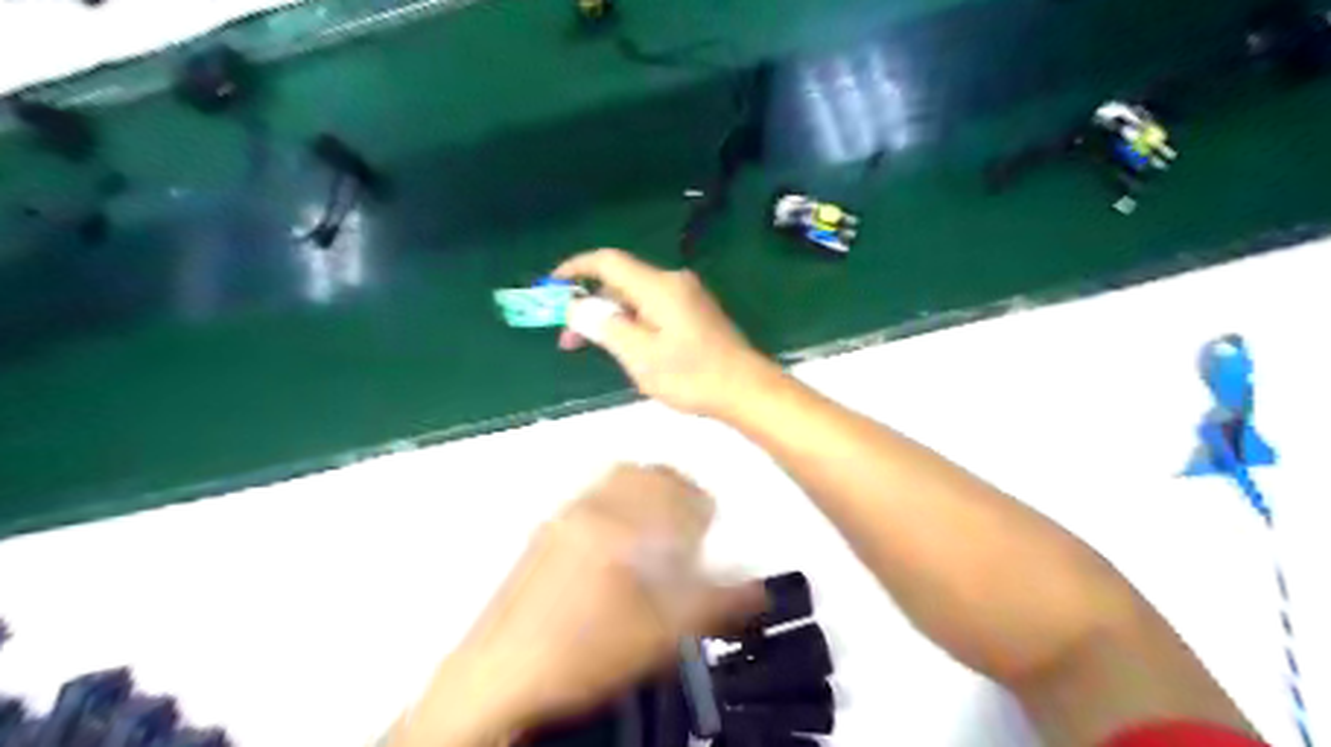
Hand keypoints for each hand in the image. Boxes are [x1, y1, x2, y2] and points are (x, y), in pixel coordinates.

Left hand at [392, 465, 757, 744]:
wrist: (501, 674)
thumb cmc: (580, 654)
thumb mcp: (660, 633)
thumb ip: (714, 602)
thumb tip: (755, 588)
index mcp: (621, 526)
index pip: (677, 493)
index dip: (703, 507)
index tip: (711, 523)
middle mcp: (590, 508)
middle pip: (645, 473)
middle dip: (677, 489)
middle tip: (690, 518)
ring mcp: (564, 516)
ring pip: (618, 479)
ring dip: (647, 491)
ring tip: (659, 526)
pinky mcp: (547, 531)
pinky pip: (595, 496)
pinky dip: (620, 502)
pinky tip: (623, 540)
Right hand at [555, 247, 781, 416]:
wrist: (746, 389)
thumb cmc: (691, 374)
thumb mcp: (639, 355)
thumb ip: (604, 326)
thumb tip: (576, 306)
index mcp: (658, 286)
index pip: (607, 261)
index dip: (575, 269)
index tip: (550, 288)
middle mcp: (673, 282)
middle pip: (621, 281)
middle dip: (590, 304)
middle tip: (567, 337)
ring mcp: (687, 297)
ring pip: (636, 297)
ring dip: (610, 317)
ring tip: (591, 348)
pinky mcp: (695, 313)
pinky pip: (652, 308)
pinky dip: (631, 322)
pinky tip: (624, 347)